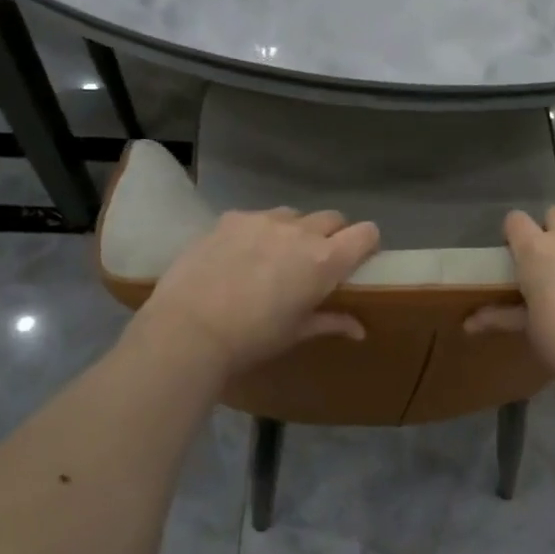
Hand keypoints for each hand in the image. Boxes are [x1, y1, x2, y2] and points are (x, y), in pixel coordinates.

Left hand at [126, 208, 380, 377]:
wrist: (187, 330)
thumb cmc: (252, 339)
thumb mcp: (296, 333)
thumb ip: (331, 322)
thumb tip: (360, 330)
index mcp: (325, 260)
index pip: (367, 232)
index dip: (367, 243)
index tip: (358, 259)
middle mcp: (301, 231)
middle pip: (333, 218)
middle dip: (332, 235)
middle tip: (316, 262)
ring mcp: (264, 220)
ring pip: (294, 215)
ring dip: (295, 230)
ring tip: (275, 255)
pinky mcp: (231, 218)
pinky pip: (257, 217)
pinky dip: (258, 231)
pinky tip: (239, 255)